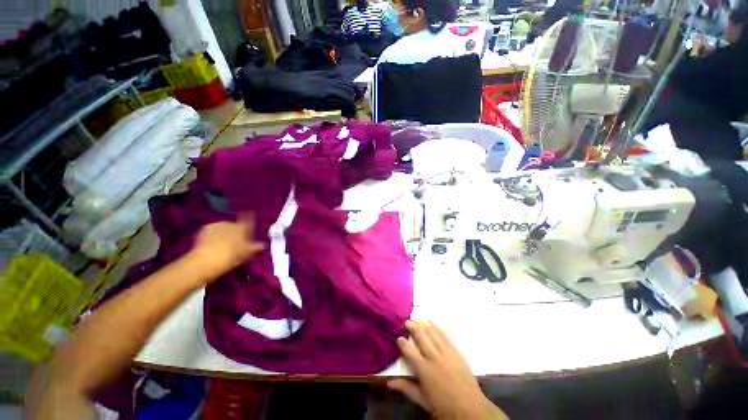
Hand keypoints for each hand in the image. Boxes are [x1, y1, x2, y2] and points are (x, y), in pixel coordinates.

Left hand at [186, 213, 265, 280]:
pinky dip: (215, 235)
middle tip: (236, 241)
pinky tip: (214, 243)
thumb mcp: (247, 253)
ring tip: (224, 243)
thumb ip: (256, 247)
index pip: (248, 219)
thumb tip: (264, 245)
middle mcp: (231, 223)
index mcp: (243, 228)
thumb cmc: (232, 256)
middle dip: (236, 231)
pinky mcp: (206, 228)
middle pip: (236, 225)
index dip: (250, 218)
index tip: (250, 216)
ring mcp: (218, 224)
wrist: (207, 260)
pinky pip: (214, 230)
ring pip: (225, 227)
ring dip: (225, 233)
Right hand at [388, 320, 506, 419]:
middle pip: (421, 337)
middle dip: (413, 327)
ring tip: (416, 318)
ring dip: (423, 324)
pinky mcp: (456, 352)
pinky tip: (432, 322)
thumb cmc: (443, 406)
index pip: (410, 351)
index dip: (403, 342)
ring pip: (433, 333)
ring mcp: (447, 353)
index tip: (399, 337)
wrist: (470, 408)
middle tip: (407, 321)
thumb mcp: (422, 400)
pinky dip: (437, 327)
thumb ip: (406, 388)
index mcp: (424, 370)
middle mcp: (434, 358)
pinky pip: (445, 335)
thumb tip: (389, 382)